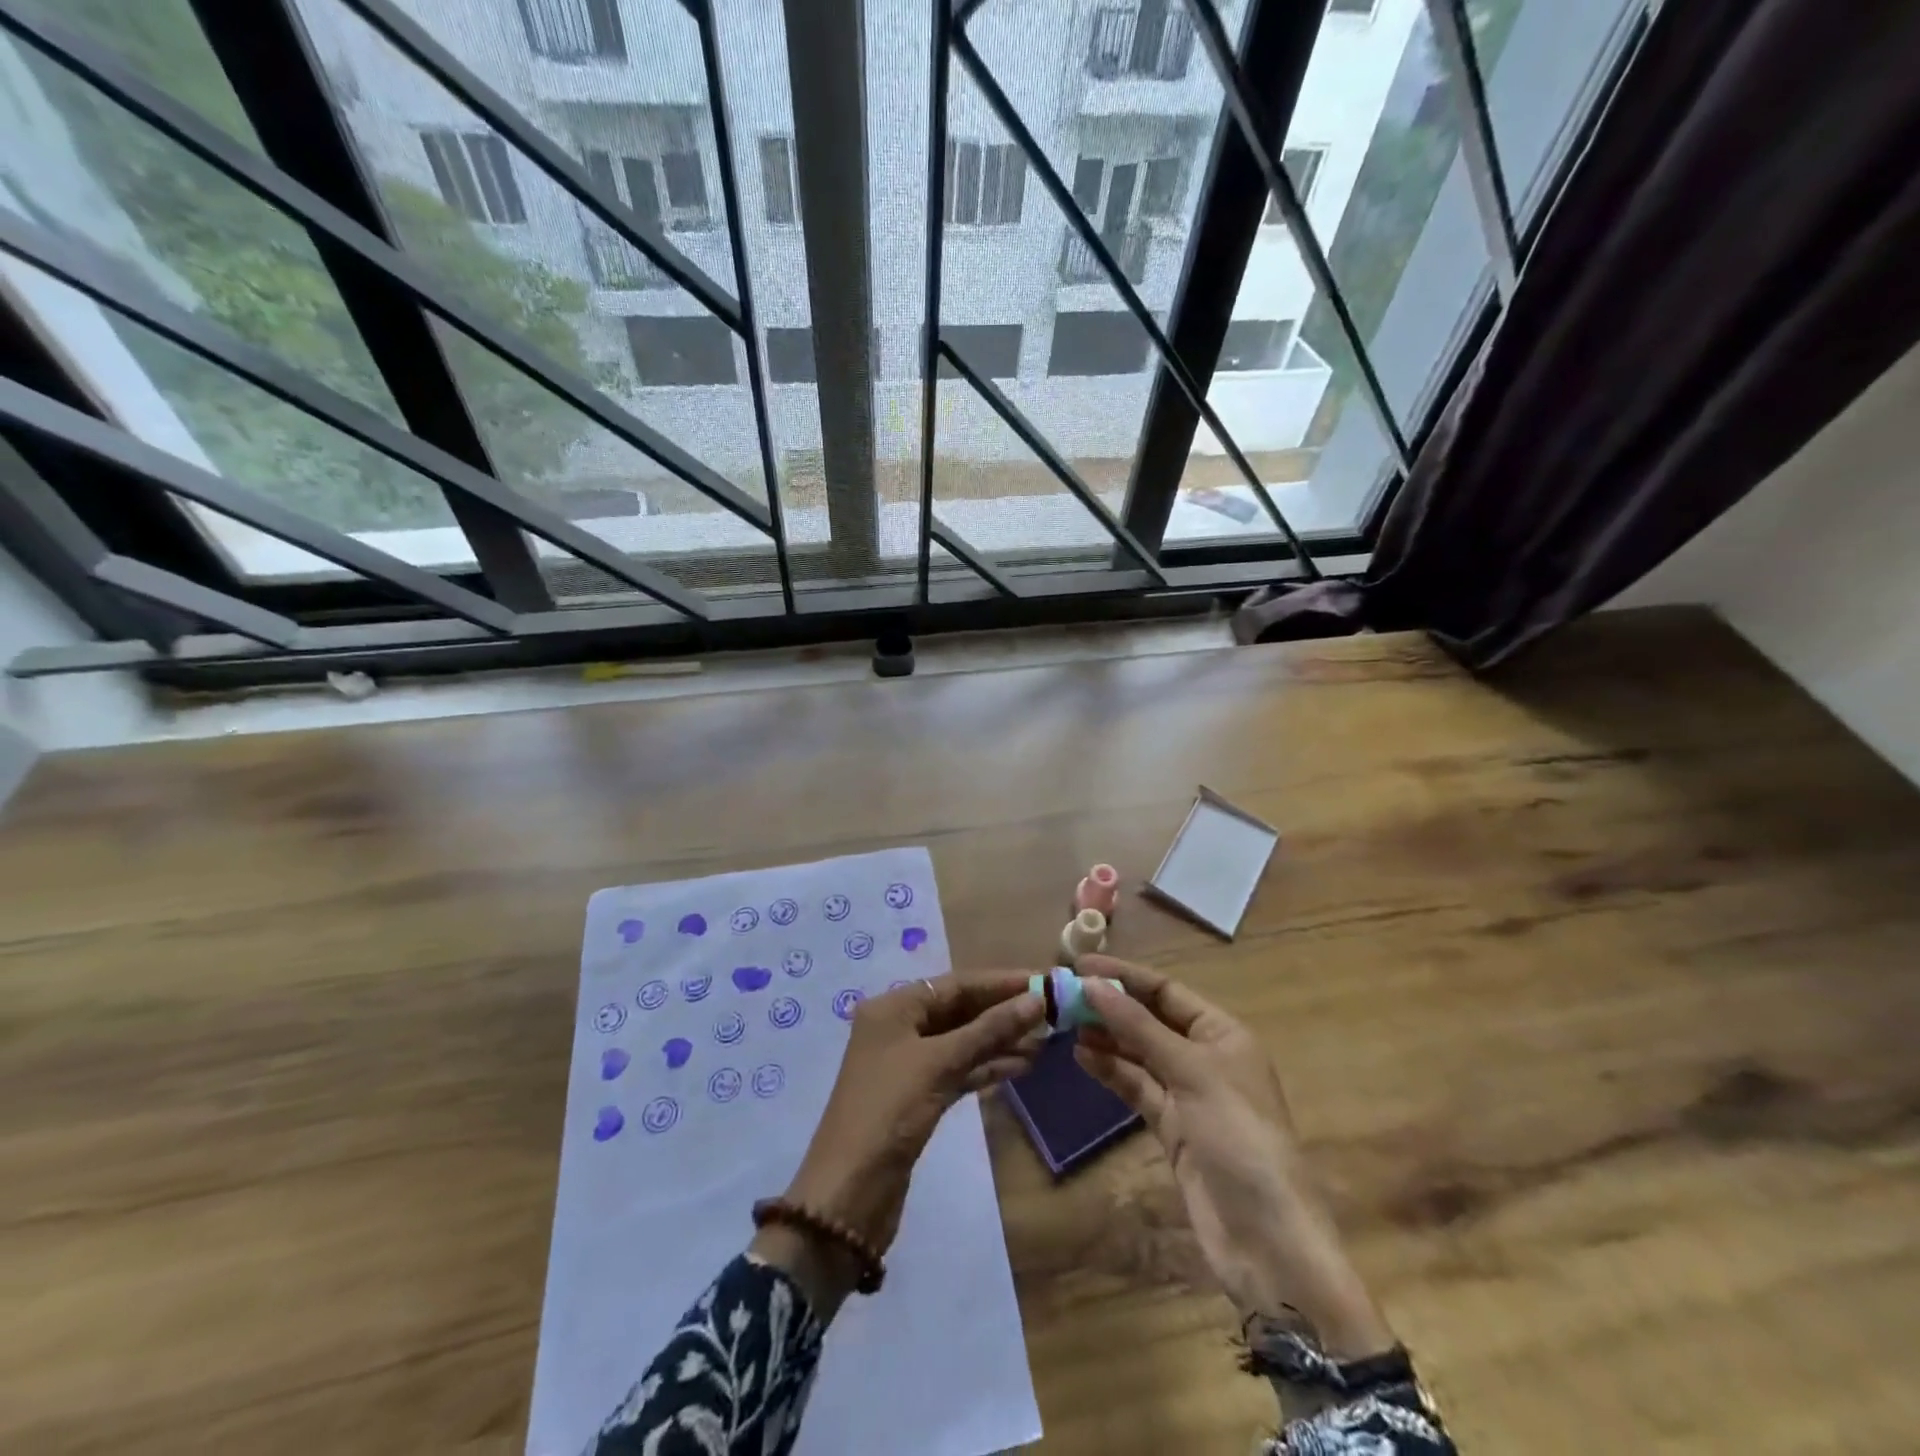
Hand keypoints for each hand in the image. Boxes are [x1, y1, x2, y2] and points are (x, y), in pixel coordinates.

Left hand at [754, 973, 1042, 1310]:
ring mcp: (908, 1063)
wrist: (849, 1194)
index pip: (955, 984)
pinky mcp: (918, 1096)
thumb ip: (989, 1030)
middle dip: (1003, 1011)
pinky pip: (959, 1069)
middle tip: (1051, 1012)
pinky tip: (1023, 1066)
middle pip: (959, 1010)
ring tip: (1046, 1040)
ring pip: (962, 1041)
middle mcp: (898, 1027)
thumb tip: (1036, 1000)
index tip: (1043, 981)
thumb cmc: (889, 1112)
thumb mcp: (940, 1063)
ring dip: (1001, 1040)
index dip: (1000, 982)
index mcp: (893, 1008)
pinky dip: (987, 1067)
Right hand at [1074, 957, 1392, 1356]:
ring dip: (1105, 1038)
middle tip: (1063, 995)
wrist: (1267, 1241)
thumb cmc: (1238, 1137)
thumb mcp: (1191, 1072)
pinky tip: (1081, 1057)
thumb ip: (1138, 1028)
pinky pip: (1136, 1087)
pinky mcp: (1172, 1128)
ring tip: (1064, 1024)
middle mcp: (1205, 1057)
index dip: (1124, 977)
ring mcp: (1187, 1095)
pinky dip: (1111, 1071)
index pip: (1166, 991)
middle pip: (1150, 1020)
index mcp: (1222, 1033)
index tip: (1079, 967)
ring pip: (1139, 1054)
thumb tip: (1092, 985)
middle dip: (1110, 1006)